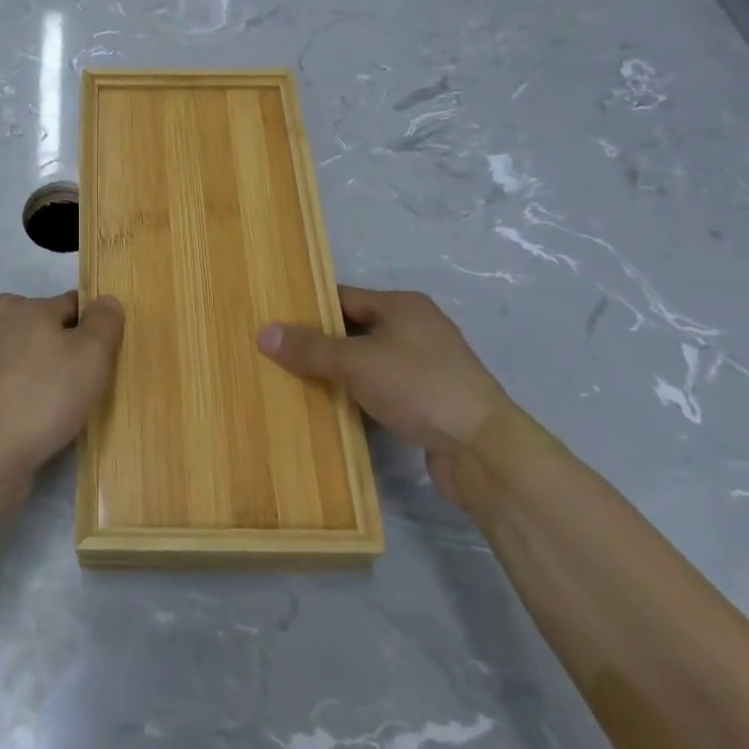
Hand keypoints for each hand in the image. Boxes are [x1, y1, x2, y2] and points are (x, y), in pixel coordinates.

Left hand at [0, 291, 124, 479]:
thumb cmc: (49, 393)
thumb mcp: (93, 354)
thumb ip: (103, 322)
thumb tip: (105, 300)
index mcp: (27, 309)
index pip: (68, 302)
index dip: (89, 323)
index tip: (102, 350)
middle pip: (27, 315)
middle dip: (46, 331)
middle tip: (70, 362)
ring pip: (0, 344)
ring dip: (15, 353)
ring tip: (39, 376)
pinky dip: (1, 387)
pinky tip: (17, 405)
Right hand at [257, 286, 513, 505]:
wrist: (485, 451)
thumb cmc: (419, 387)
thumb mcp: (357, 362)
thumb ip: (310, 348)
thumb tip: (263, 332)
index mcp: (402, 306)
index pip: (343, 297)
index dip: (310, 308)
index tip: (276, 322)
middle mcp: (416, 328)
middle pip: (355, 329)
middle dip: (321, 343)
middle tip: (279, 355)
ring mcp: (427, 366)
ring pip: (369, 362)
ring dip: (340, 373)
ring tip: (297, 383)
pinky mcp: (431, 402)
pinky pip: (383, 390)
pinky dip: (360, 396)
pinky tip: (334, 410)